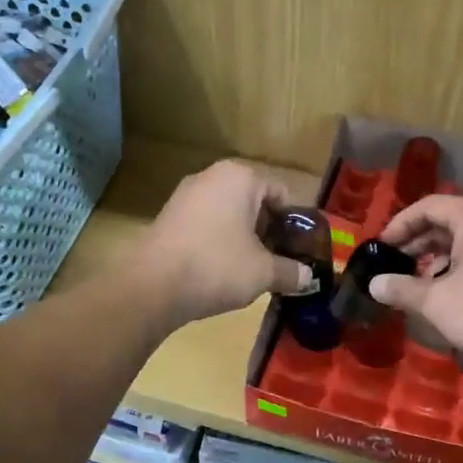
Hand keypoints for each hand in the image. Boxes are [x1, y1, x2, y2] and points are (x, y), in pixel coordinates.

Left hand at [139, 160, 313, 327]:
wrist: (152, 286)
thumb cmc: (217, 266)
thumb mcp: (264, 272)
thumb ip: (292, 272)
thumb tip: (309, 278)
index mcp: (240, 177)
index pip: (282, 194)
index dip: (295, 224)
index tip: (300, 251)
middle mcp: (211, 176)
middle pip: (254, 202)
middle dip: (269, 231)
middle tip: (280, 261)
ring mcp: (185, 195)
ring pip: (228, 215)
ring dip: (244, 239)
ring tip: (253, 270)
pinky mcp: (167, 217)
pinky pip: (206, 225)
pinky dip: (219, 243)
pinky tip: (222, 271)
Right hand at [369, 195, 462, 383]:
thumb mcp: (435, 302)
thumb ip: (401, 288)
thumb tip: (374, 284)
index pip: (430, 206)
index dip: (400, 224)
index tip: (381, 247)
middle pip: (449, 221)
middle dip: (418, 243)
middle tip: (394, 265)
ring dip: (438, 257)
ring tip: (417, 282)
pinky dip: (460, 267)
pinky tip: (446, 293)